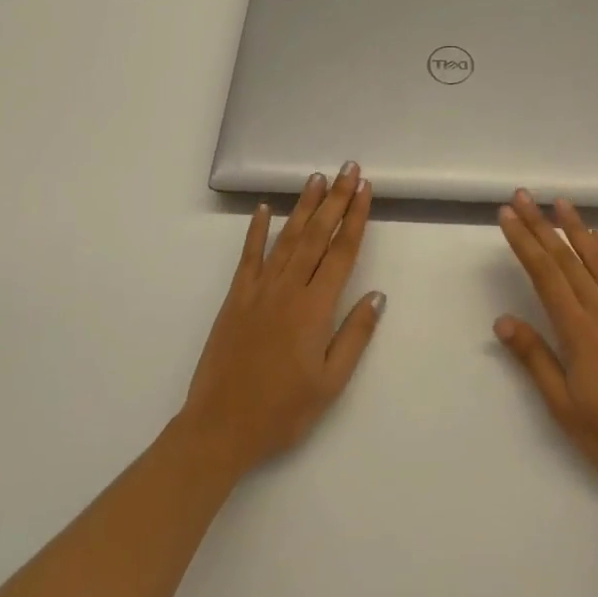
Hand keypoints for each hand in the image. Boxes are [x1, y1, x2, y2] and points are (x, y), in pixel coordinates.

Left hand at [181, 163, 384, 477]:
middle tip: (349, 169)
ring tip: (318, 178)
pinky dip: (257, 230)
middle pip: (317, 235)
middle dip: (336, 199)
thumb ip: (355, 335)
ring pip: (286, 238)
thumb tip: (377, 295)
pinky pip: (249, 257)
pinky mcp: (235, 298)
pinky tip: (265, 208)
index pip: (341, 252)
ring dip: (304, 206)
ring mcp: (259, 291)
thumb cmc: (283, 411)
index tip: (365, 189)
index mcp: (315, 308)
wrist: (220, 428)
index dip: (355, 218)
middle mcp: (288, 289)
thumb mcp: (330, 383)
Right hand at [495, 190, 597, 489]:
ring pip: (597, 257)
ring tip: (559, 202)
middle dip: (540, 224)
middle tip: (522, 196)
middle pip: (566, 257)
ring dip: (575, 226)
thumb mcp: (564, 406)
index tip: (508, 216)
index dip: (524, 241)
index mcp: (578, 331)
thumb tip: (503, 321)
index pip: (545, 274)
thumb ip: (535, 358)